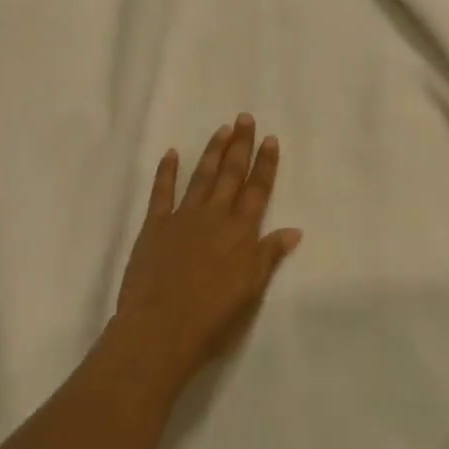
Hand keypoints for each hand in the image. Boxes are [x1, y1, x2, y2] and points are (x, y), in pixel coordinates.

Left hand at [110, 114, 301, 392]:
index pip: (258, 189)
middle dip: (240, 145)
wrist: (160, 330)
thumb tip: (293, 230)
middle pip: (232, 174)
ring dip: (213, 151)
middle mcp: (215, 216)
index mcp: (241, 232)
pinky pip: (162, 192)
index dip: (266, 164)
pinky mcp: (154, 226)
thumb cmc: (212, 318)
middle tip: (245, 118)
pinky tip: (171, 153)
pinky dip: (167, 172)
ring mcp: (183, 217)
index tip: (270, 139)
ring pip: (202, 176)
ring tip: (222, 129)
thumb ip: (269, 256)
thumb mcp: (251, 291)